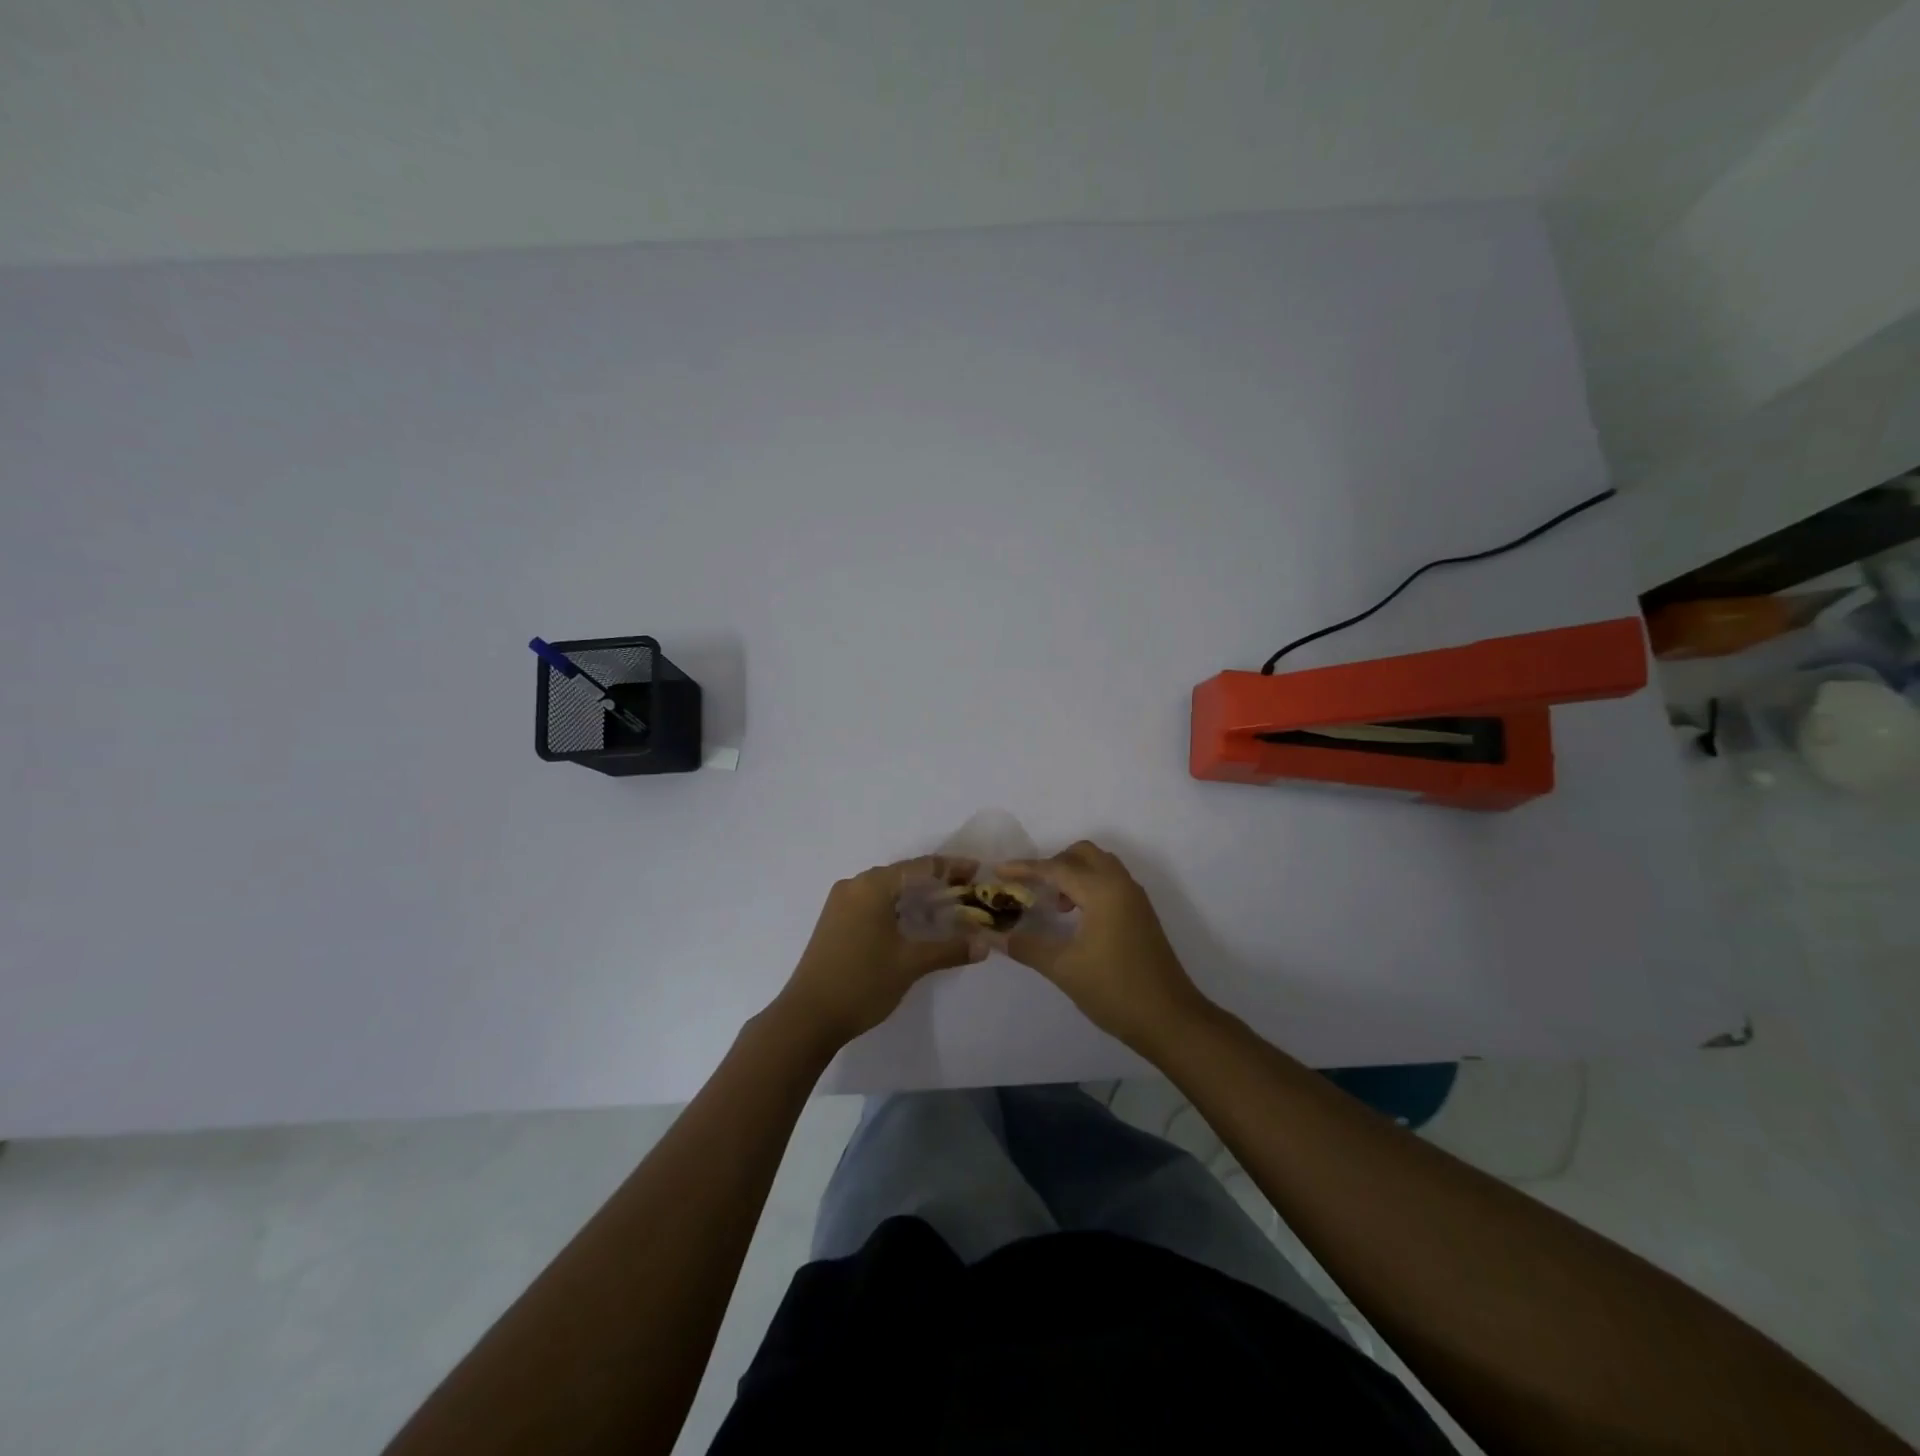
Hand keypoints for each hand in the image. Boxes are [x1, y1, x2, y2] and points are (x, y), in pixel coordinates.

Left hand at [775, 856, 981, 1049]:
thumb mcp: (910, 964)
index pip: (921, 867)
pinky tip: (914, 922)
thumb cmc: (862, 983)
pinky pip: (873, 903)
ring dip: (916, 896)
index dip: (952, 868)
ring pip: (887, 890)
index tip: (978, 871)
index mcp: (872, 886)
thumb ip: (950, 949)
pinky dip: (897, 908)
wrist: (807, 1017)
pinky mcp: (834, 921)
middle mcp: (854, 885)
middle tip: (966, 892)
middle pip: (903, 875)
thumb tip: (985, 945)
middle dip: (936, 882)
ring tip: (946, 907)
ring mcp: (840, 903)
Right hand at [999, 841, 1206, 1050]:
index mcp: (1102, 891)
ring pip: (1100, 866)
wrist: (1171, 1020)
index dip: (1025, 868)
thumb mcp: (1064, 969)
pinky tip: (1076, 917)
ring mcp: (1135, 899)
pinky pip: (1111, 882)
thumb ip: (1027, 947)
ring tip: (1054, 905)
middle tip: (1032, 888)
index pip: (1056, 868)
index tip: (998, 871)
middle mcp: (1121, 885)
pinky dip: (1089, 886)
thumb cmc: (1115, 990)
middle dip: (1054, 863)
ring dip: (1073, 874)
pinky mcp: (1141, 914)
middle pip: (1083, 854)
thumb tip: (995, 937)